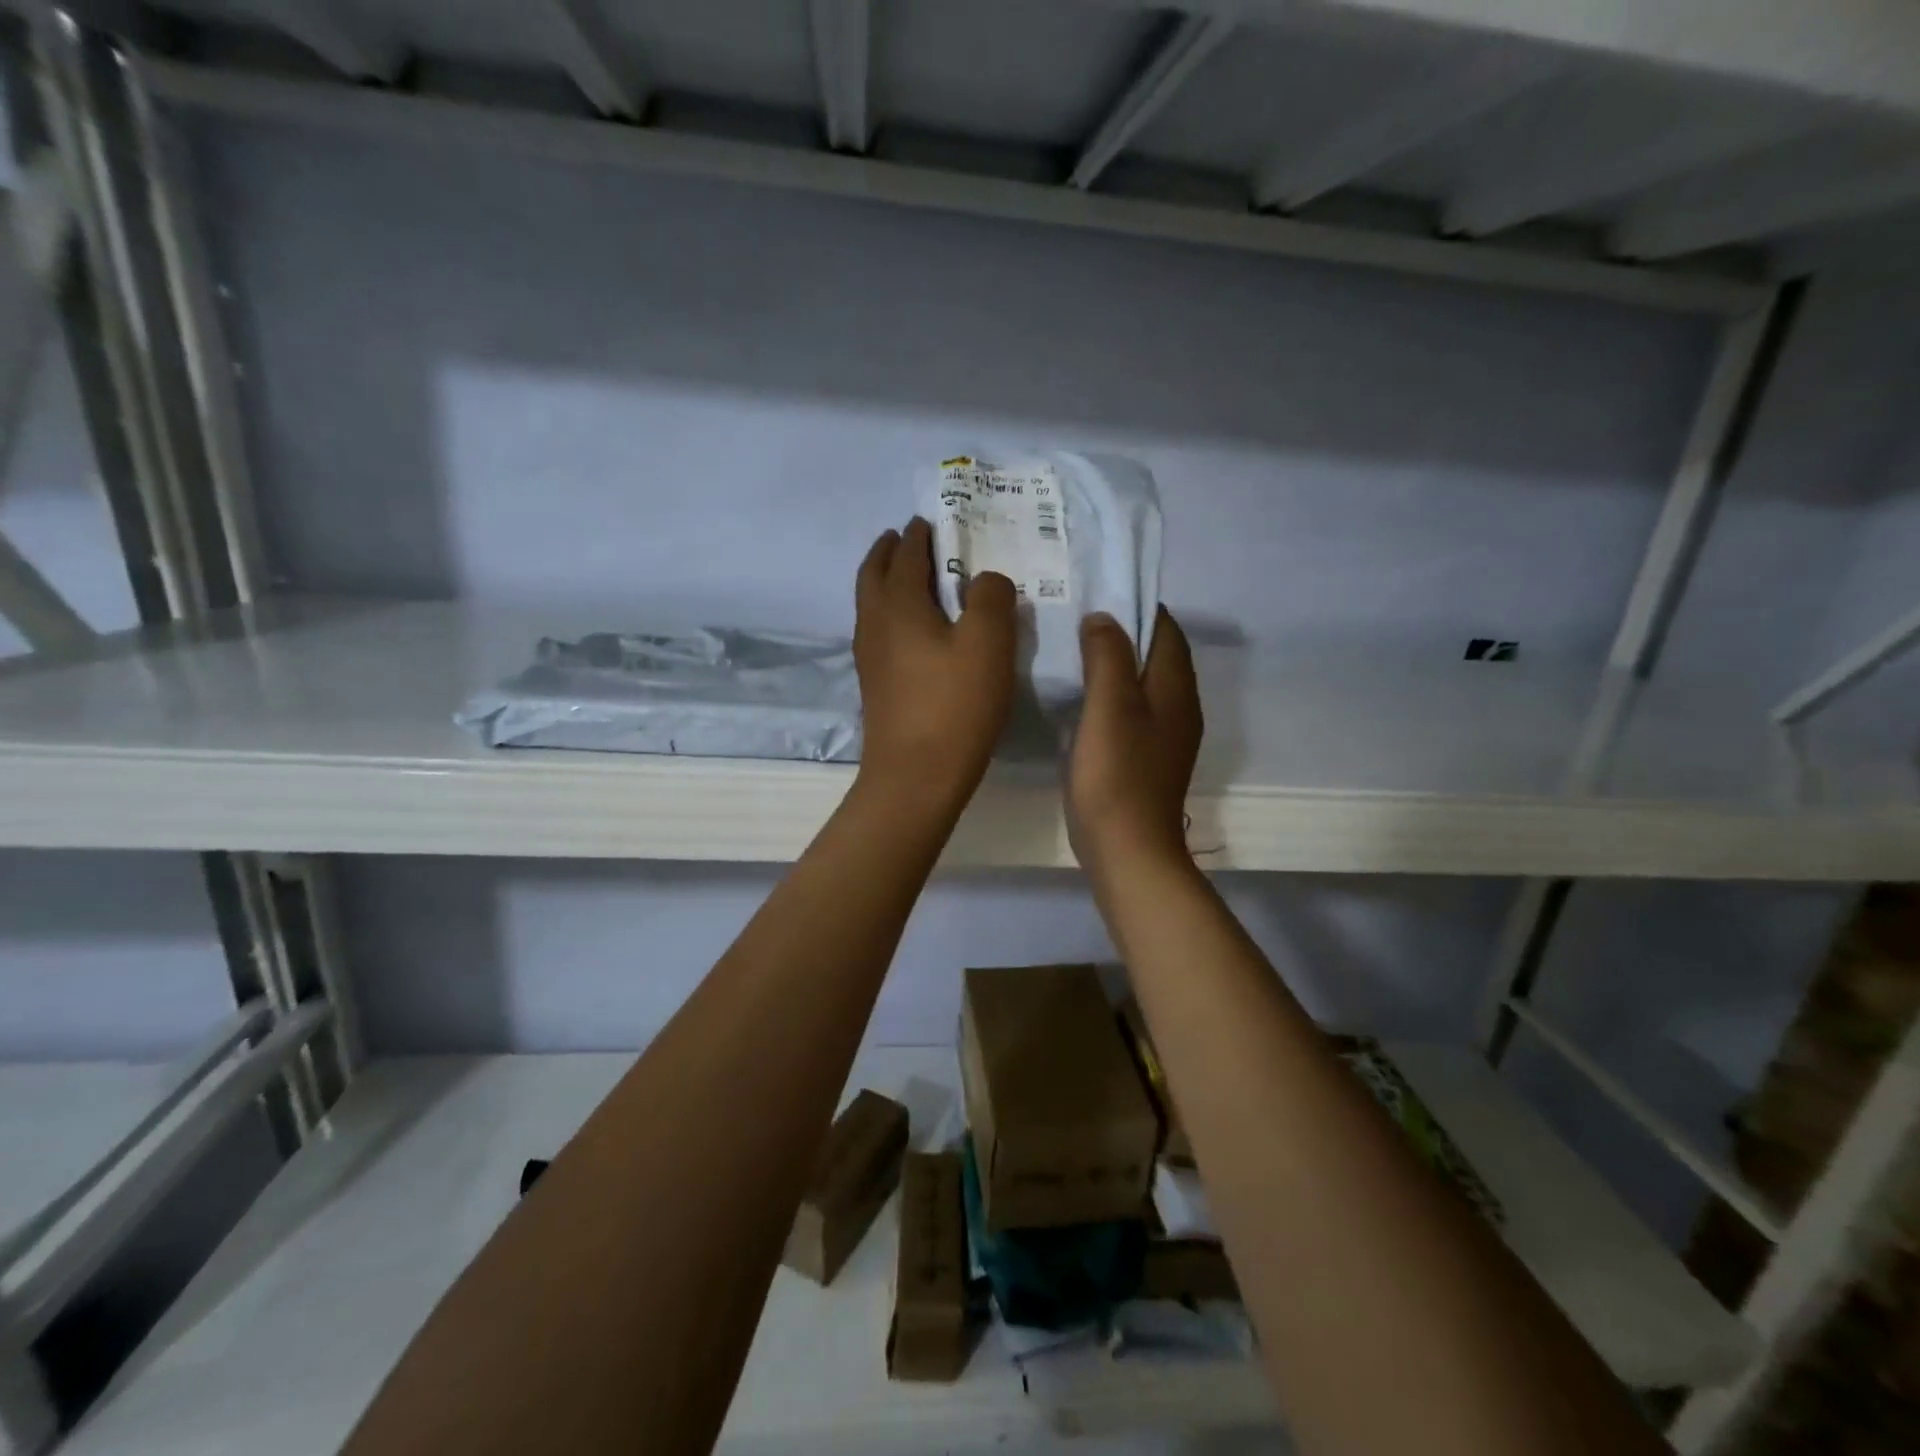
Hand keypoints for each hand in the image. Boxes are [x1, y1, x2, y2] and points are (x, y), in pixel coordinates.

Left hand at [853, 518, 1016, 810]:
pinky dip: (889, 613)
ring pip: (871, 604)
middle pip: (873, 574)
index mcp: (899, 604)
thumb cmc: (955, 705)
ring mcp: (869, 658)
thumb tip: (985, 580)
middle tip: (905, 538)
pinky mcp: (875, 686)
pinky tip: (912, 631)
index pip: (906, 554)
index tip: (929, 520)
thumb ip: (992, 597)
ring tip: (908, 578)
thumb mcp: (989, 643)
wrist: (915, 777)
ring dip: (884, 582)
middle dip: (888, 551)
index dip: (919, 534)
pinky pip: (878, 632)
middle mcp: (875, 624)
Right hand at [1068, 608, 1202, 876]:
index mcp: (1175, 689)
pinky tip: (1080, 701)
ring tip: (1074, 653)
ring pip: (1143, 685)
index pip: (1165, 630)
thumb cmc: (1117, 774)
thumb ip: (1108, 655)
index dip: (1137, 607)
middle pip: (1156, 656)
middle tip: (1078, 620)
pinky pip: (1131, 712)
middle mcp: (1178, 708)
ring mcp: (1164, 738)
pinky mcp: (1145, 760)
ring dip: (1116, 665)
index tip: (1098, 593)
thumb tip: (1104, 618)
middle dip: (1124, 633)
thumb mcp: (1110, 706)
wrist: (1128, 849)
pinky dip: (1110, 696)